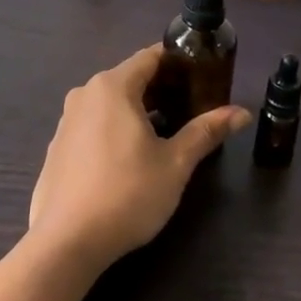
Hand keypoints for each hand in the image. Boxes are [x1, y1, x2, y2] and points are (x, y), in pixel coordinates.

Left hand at [28, 45, 249, 269]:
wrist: (66, 243)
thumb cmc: (127, 194)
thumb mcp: (175, 163)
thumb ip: (206, 132)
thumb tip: (242, 113)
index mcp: (113, 87)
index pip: (150, 57)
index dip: (178, 61)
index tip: (203, 74)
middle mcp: (85, 94)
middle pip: (131, 78)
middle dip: (163, 88)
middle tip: (194, 106)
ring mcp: (67, 121)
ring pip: (111, 103)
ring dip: (139, 109)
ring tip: (168, 131)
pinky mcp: (57, 148)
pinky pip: (94, 124)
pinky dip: (116, 128)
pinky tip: (131, 157)